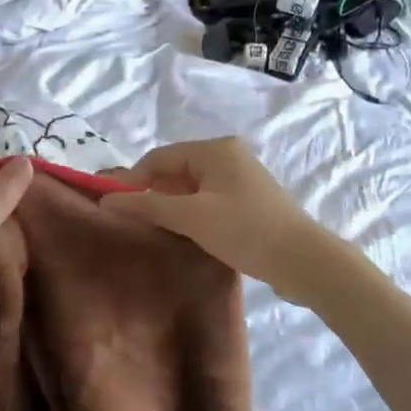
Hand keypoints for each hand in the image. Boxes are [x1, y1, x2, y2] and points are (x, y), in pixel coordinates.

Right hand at [100, 138, 334, 301]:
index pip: (159, 158)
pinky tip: (184, 235)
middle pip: (175, 171)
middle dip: (153, 194)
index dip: (133, 180)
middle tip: (134, 223)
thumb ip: (146, 206)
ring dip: (172, 207)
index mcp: (215, 150)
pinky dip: (192, 214)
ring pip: (191, 188)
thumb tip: (105, 200)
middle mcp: (228, 156)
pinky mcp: (249, 201)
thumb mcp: (191, 217)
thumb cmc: (244, 230)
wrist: (304, 261)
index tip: (114, 208)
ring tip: (155, 231)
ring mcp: (241, 179)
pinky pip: (208, 200)